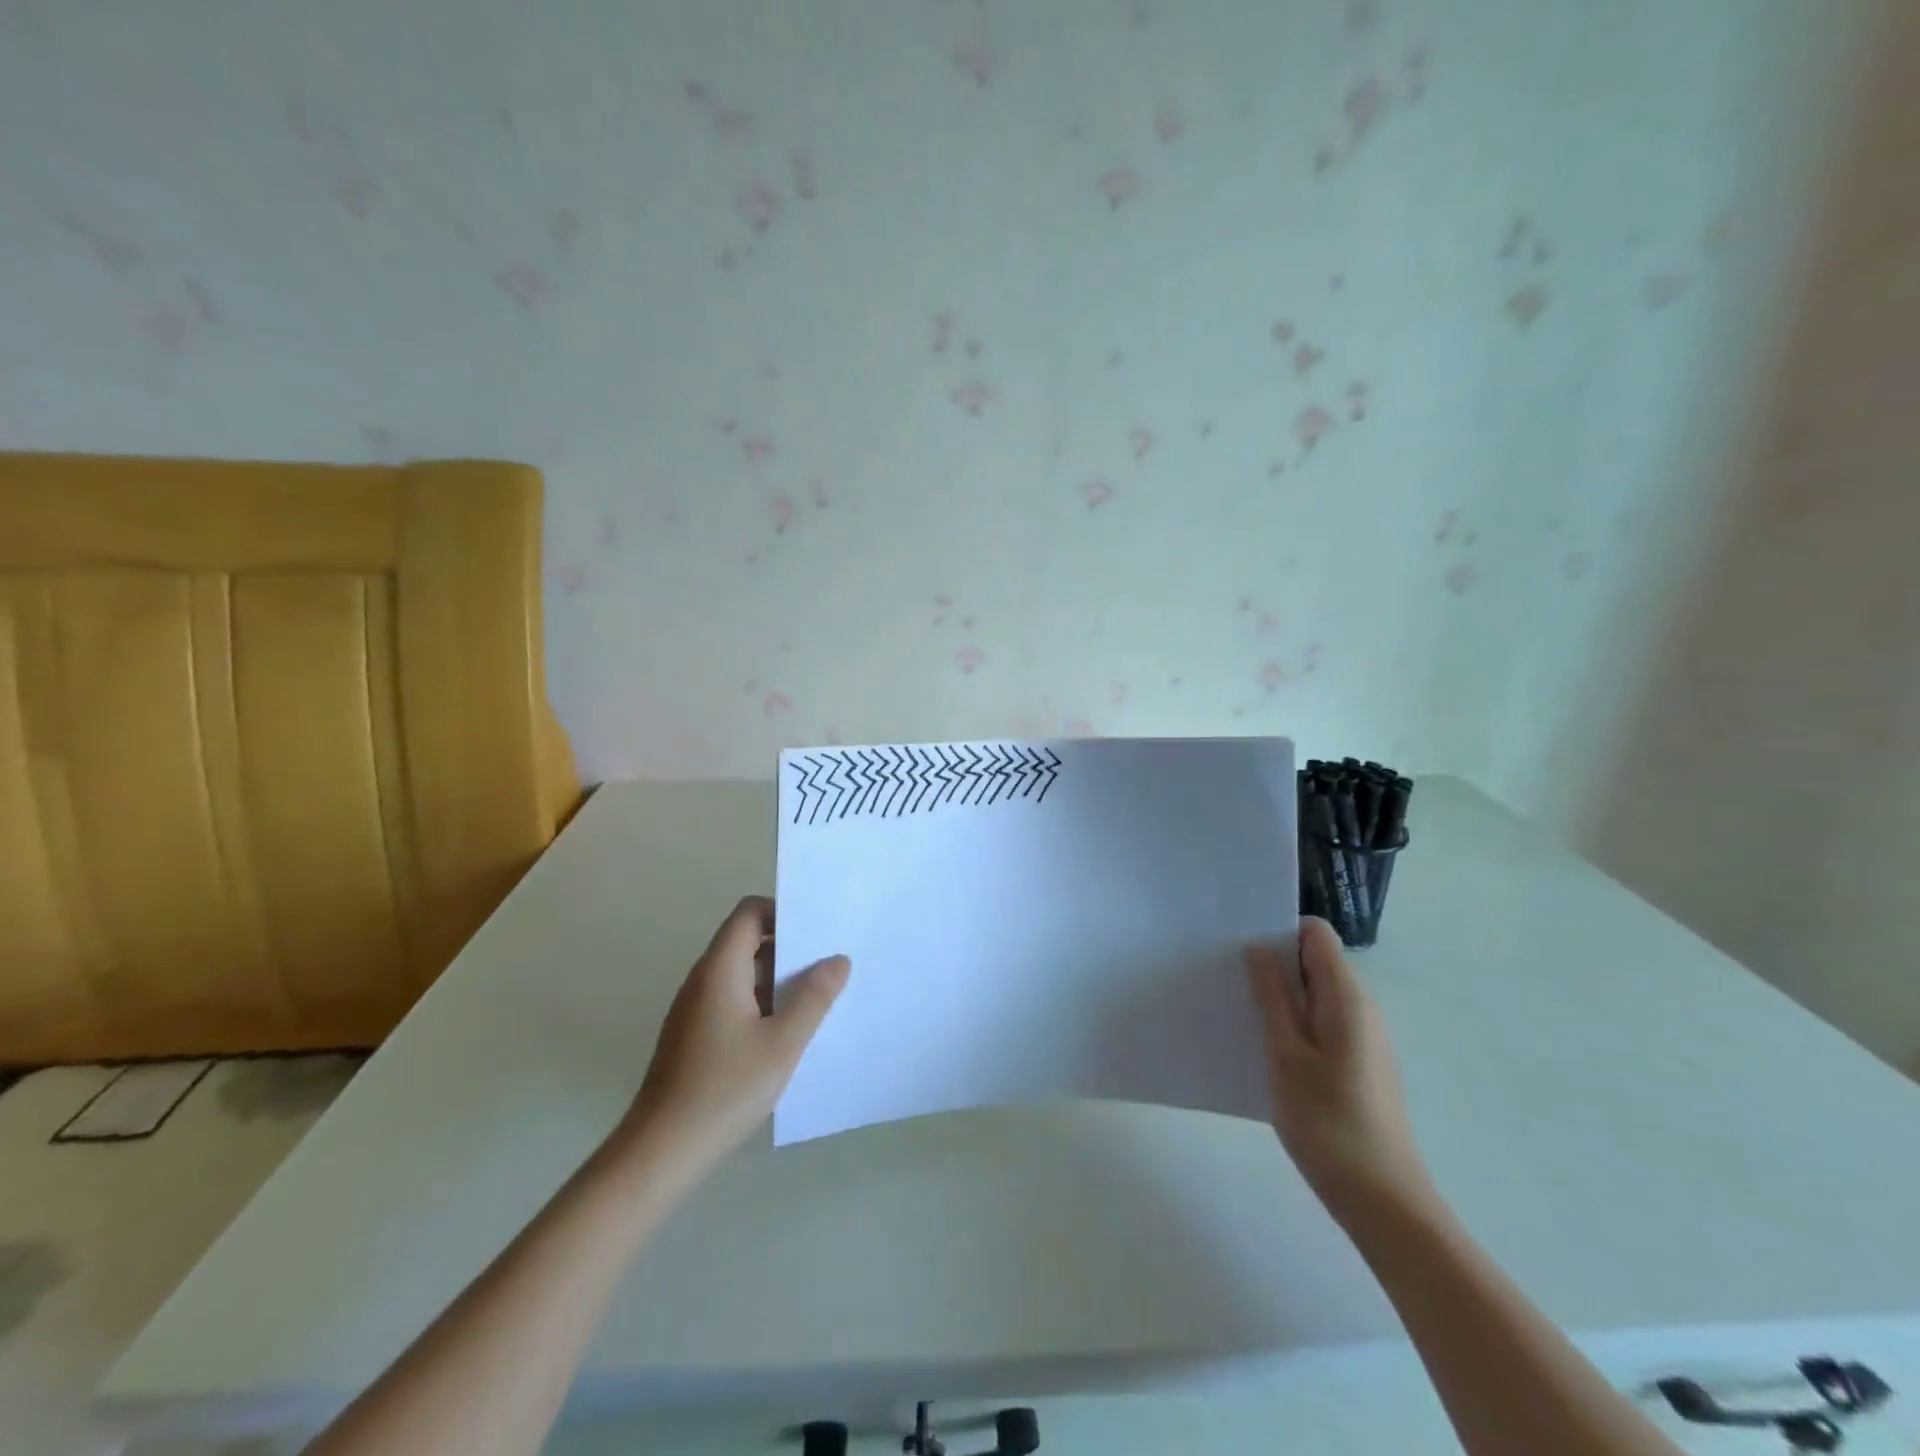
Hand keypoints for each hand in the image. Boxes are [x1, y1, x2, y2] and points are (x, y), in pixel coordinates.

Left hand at [624, 896, 848, 1173]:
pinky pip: (732, 1000)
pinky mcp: (693, 1035)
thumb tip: (837, 960)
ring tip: (817, 999)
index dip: (783, 912)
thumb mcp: (783, 1043)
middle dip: (788, 948)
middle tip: (829, 966)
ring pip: (742, 974)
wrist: (661, 1151)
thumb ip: (814, 997)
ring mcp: (694, 1009)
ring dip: (777, 980)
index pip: (749, 912)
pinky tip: (785, 1034)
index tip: (817, 934)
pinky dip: (761, 1003)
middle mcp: (703, 979)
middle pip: (747, 941)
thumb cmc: (725, 1089)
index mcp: (720, 969)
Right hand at [1244, 917, 1433, 1219]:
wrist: (1383, 1202)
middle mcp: (1362, 1008)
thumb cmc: (1328, 1123)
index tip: (1240, 947)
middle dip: (1273, 963)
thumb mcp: (1285, 1054)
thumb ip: (1272, 997)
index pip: (1316, 934)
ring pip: (1316, 994)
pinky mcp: (1359, 1063)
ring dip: (1280, 996)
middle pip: (1315, 961)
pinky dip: (1294, 1023)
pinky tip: (1265, 1048)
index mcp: (1346, 997)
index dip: (1279, 930)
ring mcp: (1364, 1037)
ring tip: (1239, 1012)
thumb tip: (1258, 948)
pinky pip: (1322, 1022)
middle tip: (1228, 979)